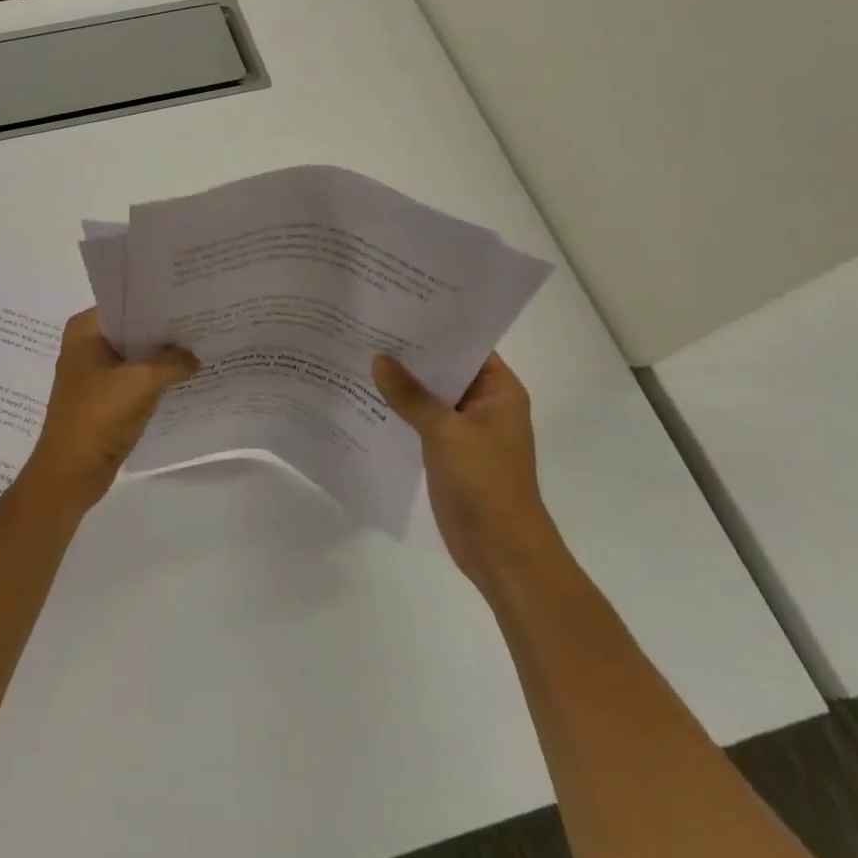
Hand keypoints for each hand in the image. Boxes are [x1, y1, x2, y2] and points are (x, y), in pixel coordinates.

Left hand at [21, 310, 199, 515]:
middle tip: (203, 322)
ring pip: (136, 355)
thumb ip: (173, 362)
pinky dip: (156, 378)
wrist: (71, 472)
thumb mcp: (141, 382)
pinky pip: (135, 379)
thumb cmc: (98, 416)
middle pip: (132, 329)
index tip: (191, 300)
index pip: (126, 303)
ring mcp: (94, 373)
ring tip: (201, 346)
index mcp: (85, 329)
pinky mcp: (104, 398)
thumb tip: (194, 356)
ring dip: (162, 356)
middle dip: (164, 330)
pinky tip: (186, 376)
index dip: (158, 302)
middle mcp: (86, 344)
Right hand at [372, 351, 559, 590]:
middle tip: (367, 327)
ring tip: (358, 354)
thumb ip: (410, 395)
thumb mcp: (446, 432)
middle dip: (410, 354)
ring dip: (401, 383)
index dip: (434, 327)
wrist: (500, 550)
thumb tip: (378, 359)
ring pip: (428, 396)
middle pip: (444, 369)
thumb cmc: (485, 482)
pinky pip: (420, 421)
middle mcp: (483, 404)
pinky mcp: (446, 451)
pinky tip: (365, 396)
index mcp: (499, 391)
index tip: (396, 307)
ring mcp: (464, 429)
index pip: (466, 346)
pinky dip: (398, 410)